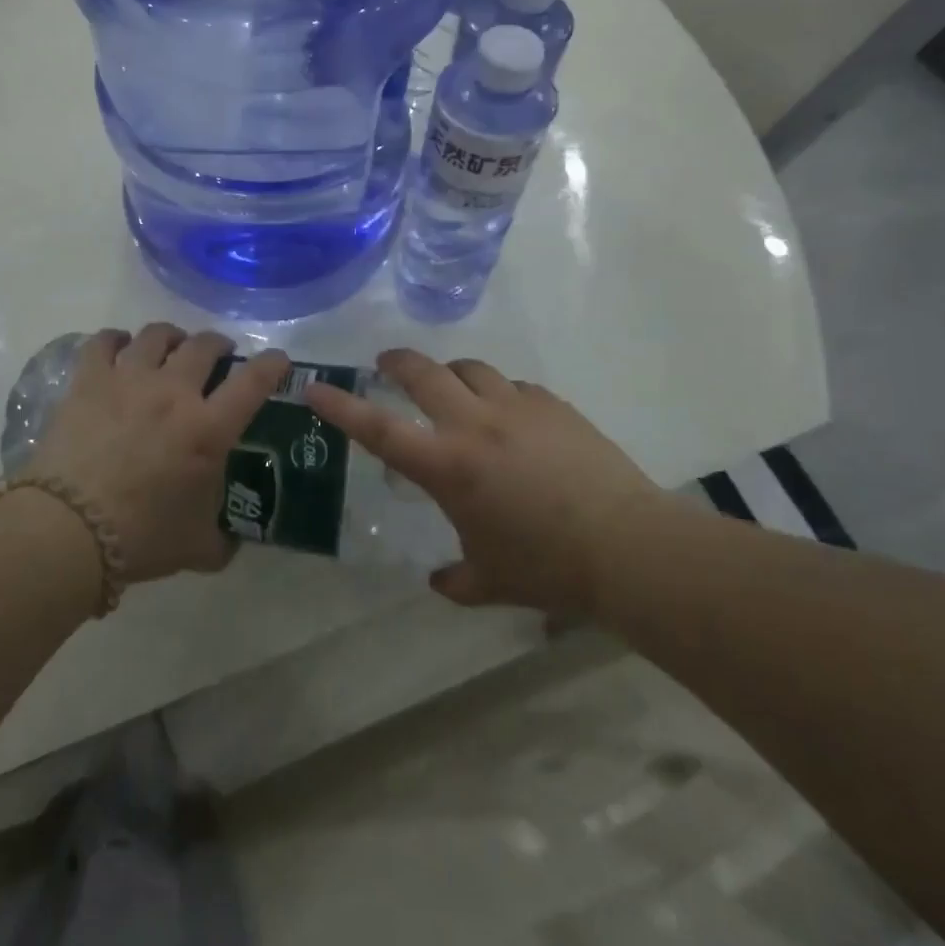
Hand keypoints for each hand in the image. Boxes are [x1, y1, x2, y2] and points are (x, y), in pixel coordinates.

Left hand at [24, 324, 289, 583]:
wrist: (68, 530)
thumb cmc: (141, 537)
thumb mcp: (197, 547)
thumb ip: (221, 539)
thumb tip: (230, 542)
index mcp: (208, 428)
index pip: (253, 382)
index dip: (272, 365)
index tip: (279, 360)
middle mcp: (174, 392)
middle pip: (204, 345)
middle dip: (218, 344)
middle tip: (218, 354)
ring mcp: (129, 380)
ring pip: (157, 335)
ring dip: (171, 336)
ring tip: (171, 344)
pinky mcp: (89, 381)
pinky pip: (104, 342)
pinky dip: (116, 338)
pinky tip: (119, 346)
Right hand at [306, 349, 662, 616]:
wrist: (629, 547)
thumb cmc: (548, 568)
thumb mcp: (491, 581)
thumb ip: (457, 581)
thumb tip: (439, 582)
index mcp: (447, 466)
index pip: (379, 428)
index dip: (341, 406)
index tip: (315, 386)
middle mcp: (474, 425)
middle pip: (424, 373)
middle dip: (397, 362)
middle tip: (387, 364)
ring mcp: (517, 408)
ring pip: (470, 369)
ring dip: (452, 374)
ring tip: (452, 389)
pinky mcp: (553, 405)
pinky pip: (514, 386)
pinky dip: (500, 394)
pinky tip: (511, 417)